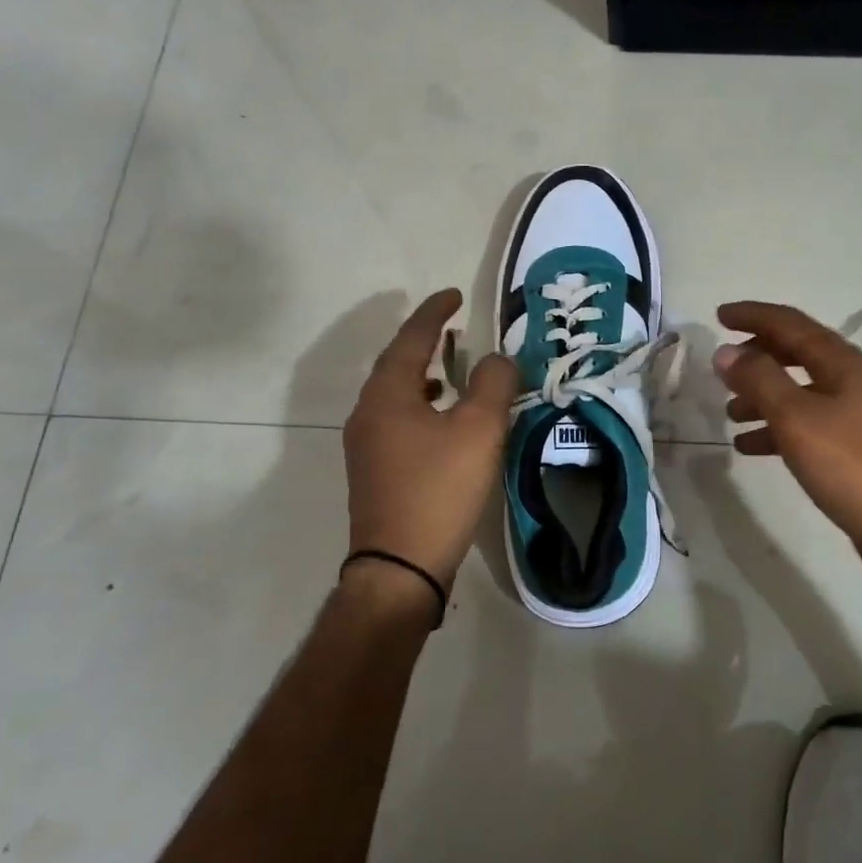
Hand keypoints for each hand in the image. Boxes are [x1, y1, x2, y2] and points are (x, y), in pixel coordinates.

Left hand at [343, 289, 517, 590]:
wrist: (400, 567)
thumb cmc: (439, 490)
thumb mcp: (479, 430)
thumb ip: (492, 384)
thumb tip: (496, 359)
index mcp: (387, 395)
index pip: (410, 339)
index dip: (434, 314)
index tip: (453, 295)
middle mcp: (368, 414)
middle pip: (396, 365)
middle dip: (424, 343)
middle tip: (453, 329)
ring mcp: (366, 446)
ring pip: (395, 395)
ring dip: (422, 376)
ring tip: (450, 371)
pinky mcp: (374, 472)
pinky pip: (397, 421)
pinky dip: (421, 407)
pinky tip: (442, 422)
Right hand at [715, 301, 861, 596]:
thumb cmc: (853, 467)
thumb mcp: (797, 419)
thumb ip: (759, 381)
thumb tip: (726, 351)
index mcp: (841, 364)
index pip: (790, 324)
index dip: (753, 316)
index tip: (718, 316)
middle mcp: (849, 383)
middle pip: (796, 354)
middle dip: (757, 356)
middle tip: (722, 366)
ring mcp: (854, 418)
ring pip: (798, 393)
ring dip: (762, 395)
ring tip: (729, 412)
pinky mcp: (852, 451)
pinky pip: (804, 427)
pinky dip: (775, 430)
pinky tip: (750, 447)